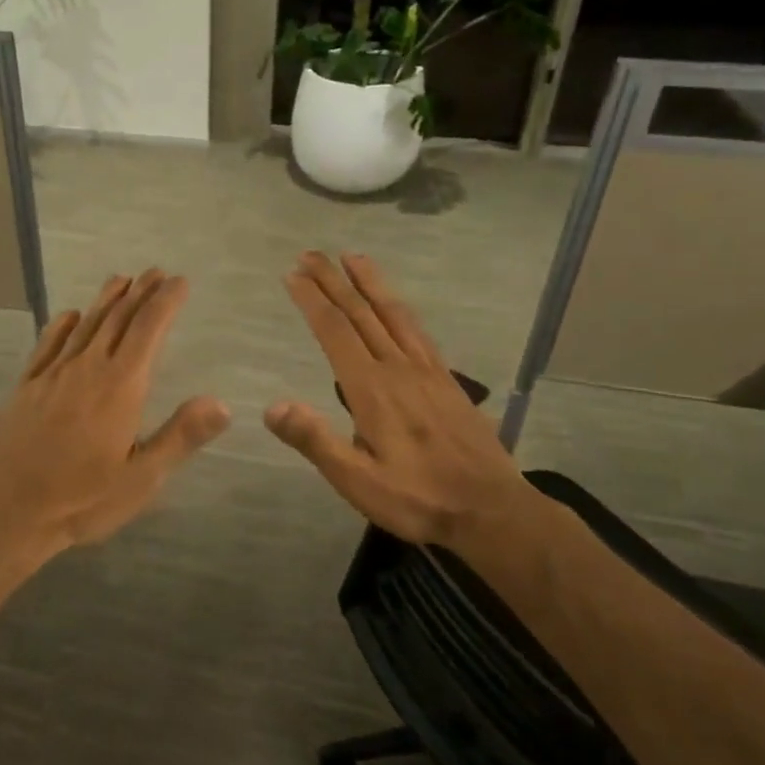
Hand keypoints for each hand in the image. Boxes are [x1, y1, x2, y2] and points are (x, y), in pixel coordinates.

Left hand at [0, 270, 229, 555]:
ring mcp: (52, 375)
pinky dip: (63, 325)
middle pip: (117, 320)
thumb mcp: (141, 478)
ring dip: (105, 300)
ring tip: (120, 280)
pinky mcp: (26, 386)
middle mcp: (87, 369)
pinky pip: (48, 345)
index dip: (165, 303)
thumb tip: (222, 402)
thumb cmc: (81, 499)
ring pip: (84, 326)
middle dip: (140, 293)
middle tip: (155, 272)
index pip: (148, 331)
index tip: (179, 281)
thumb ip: (180, 436)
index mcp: (120, 387)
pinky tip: (70, 316)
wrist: (7, 511)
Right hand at [264, 251, 536, 550]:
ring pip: (394, 313)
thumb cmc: (418, 499)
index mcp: (371, 389)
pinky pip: (418, 331)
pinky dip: (400, 307)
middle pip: (361, 313)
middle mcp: (398, 368)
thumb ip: (316, 441)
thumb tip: (272, 407)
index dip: (312, 300)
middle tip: (310, 254)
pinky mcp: (448, 380)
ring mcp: (427, 371)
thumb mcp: (358, 481)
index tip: (292, 274)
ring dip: (370, 282)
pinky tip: (396, 305)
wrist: (492, 510)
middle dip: (333, 280)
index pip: (335, 331)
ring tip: (353, 257)